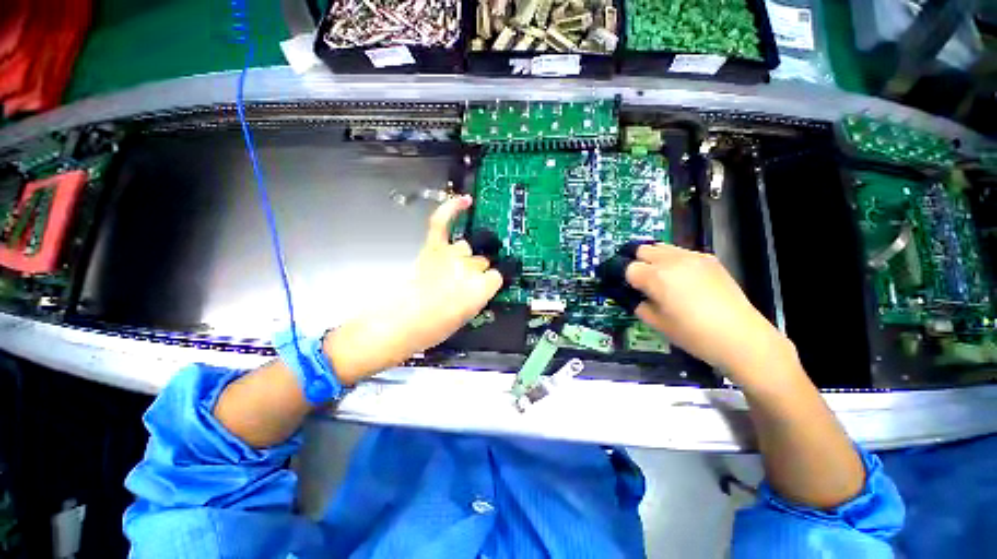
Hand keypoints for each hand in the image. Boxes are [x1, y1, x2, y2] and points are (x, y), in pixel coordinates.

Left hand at [324, 195, 502, 383]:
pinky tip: (465, 201)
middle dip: (474, 271)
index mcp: (480, 290)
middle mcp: (468, 269)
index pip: (496, 276)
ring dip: (462, 257)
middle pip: (481, 261)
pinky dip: (452, 209)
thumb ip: (478, 295)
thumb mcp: (466, 317)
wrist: (398, 325)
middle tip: (459, 284)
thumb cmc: (432, 329)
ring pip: (466, 247)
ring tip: (448, 270)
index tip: (481, 288)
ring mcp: (450, 255)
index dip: (488, 283)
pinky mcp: (432, 248)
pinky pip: (442, 222)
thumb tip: (481, 283)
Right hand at [624, 243, 796, 383]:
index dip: (623, 278)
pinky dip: (673, 260)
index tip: (626, 288)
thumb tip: (632, 295)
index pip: (627, 268)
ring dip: (654, 259)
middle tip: (639, 281)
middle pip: (641, 249)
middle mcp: (672, 260)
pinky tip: (682, 279)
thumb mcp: (656, 323)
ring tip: (660, 278)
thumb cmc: (693, 334)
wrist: (741, 337)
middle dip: (636, 262)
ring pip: (661, 247)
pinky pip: (681, 252)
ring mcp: (693, 256)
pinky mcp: (709, 259)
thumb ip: (638, 303)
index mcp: (656, 277)